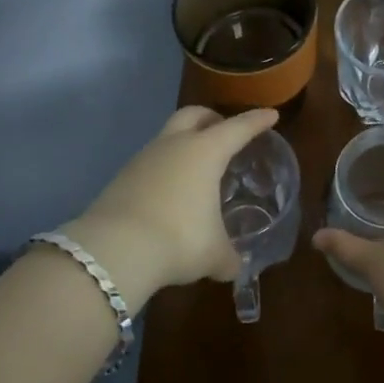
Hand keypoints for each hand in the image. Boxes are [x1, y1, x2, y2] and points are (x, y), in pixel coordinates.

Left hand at [63, 106, 278, 311]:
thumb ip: (229, 257)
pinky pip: (151, 162)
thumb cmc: (178, 240)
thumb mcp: (213, 254)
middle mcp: (174, 145)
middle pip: (194, 115)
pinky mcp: (121, 177)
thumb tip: (234, 267)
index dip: (256, 121)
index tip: (270, 115)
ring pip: (168, 137)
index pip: (238, 128)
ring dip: (184, 144)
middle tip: (224, 132)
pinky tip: (171, 192)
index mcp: (205, 152)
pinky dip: (165, 168)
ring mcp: (143, 158)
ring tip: (197, 168)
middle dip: (212, 118)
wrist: (113, 251)